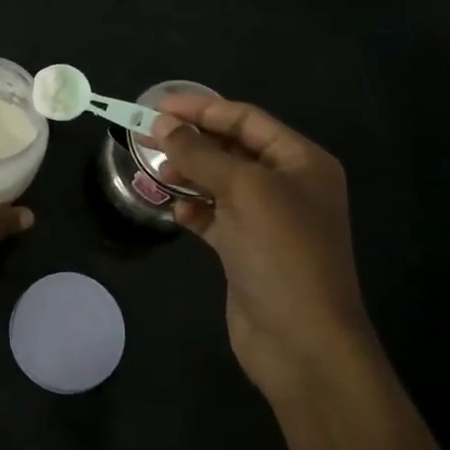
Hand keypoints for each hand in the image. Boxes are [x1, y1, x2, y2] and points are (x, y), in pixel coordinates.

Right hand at [149, 95, 371, 401]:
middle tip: (147, 136)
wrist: (302, 342)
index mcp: (301, 161)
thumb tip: (162, 124)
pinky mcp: (248, 250)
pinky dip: (194, 209)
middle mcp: (288, 185)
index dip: (201, 109)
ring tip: (154, 170)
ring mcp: (268, 220)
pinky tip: (175, 210)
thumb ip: (201, 154)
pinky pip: (216, 216)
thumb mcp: (244, 191)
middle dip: (191, 141)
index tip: (156, 107)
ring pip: (220, 182)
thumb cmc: (282, 253)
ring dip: (188, 174)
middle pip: (232, 148)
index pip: (246, 120)